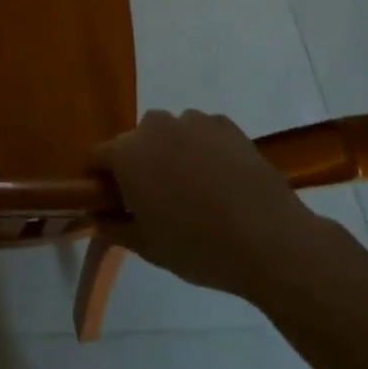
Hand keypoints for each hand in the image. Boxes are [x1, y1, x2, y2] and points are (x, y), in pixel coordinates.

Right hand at [93, 110, 348, 304]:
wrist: (270, 240)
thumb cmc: (199, 247)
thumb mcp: (149, 247)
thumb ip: (115, 228)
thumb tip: (97, 217)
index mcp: (126, 154)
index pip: (97, 156)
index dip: (99, 178)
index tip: (111, 200)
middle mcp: (153, 127)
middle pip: (135, 141)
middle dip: (139, 164)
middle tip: (157, 199)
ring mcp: (192, 121)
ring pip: (170, 133)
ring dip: (173, 153)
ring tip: (196, 189)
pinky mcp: (225, 125)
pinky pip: (203, 133)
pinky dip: (205, 149)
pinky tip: (223, 180)